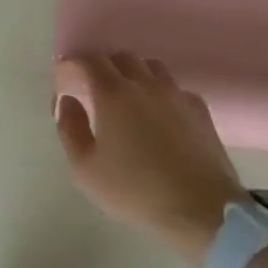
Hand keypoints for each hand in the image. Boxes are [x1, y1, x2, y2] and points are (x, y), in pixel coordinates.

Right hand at [54, 53, 245, 267]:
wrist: (202, 210)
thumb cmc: (136, 191)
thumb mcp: (85, 169)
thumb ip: (70, 129)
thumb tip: (68, 101)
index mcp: (114, 94)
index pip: (90, 61)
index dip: (73, 64)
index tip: (64, 76)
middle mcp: (146, 84)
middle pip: (122, 57)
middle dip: (103, 65)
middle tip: (93, 87)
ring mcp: (177, 95)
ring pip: (152, 67)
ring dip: (134, 74)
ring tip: (127, 97)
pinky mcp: (200, 110)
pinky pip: (175, 88)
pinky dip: (161, 92)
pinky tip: (160, 115)